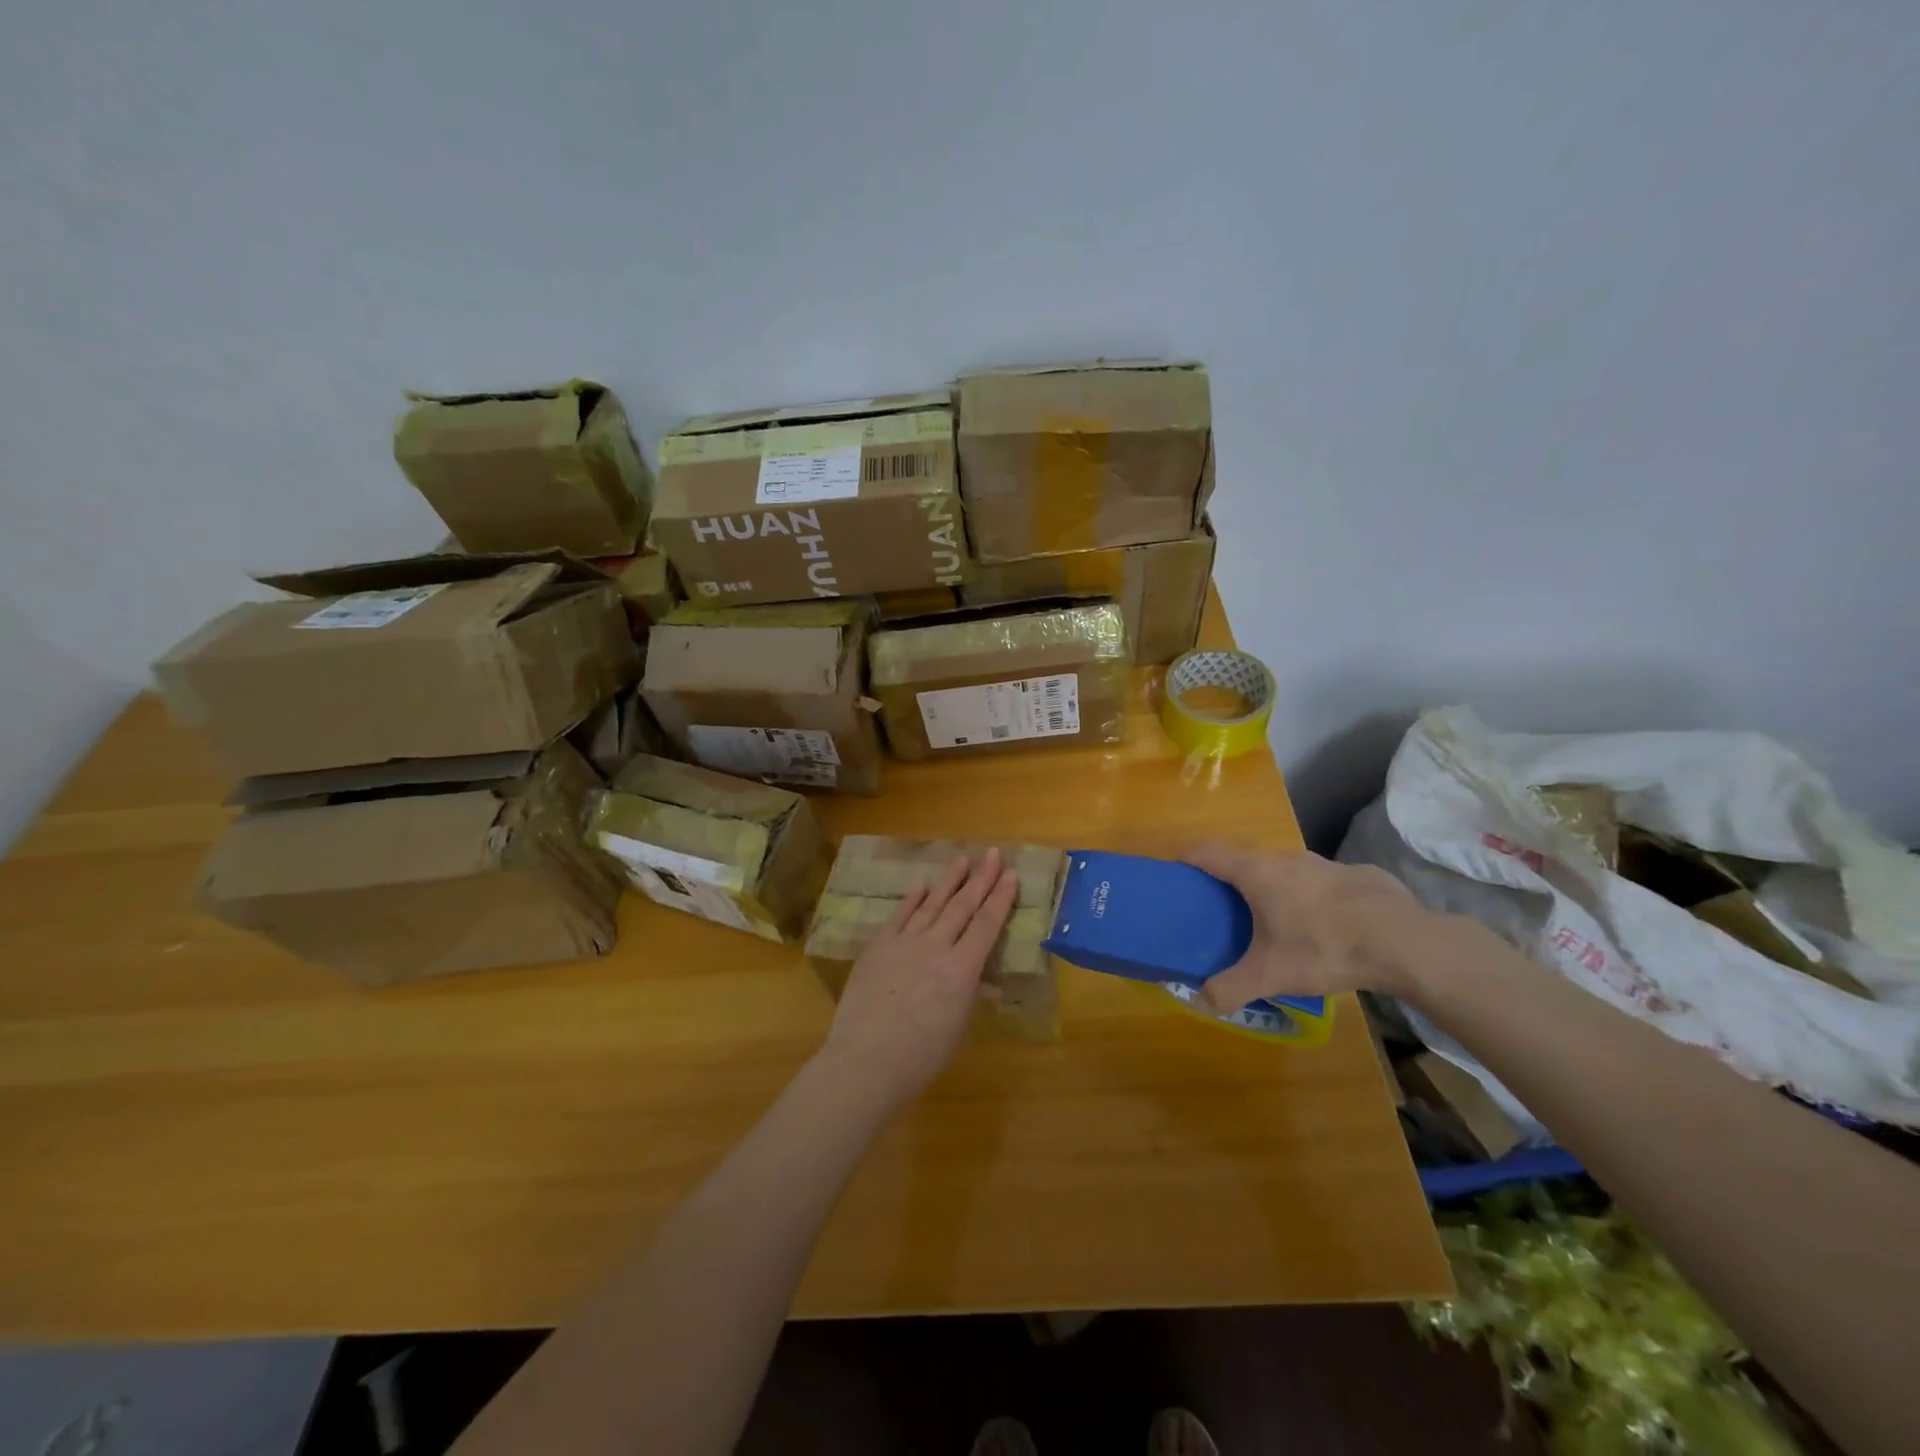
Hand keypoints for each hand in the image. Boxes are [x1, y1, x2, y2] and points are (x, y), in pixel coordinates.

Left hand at [822, 848, 1019, 1109]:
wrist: (866, 1061)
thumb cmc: (921, 1057)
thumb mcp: (957, 1027)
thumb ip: (968, 994)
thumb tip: (977, 977)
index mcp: (962, 969)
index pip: (987, 924)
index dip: (1001, 898)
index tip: (1011, 874)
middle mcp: (936, 947)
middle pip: (963, 906)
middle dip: (981, 878)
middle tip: (993, 854)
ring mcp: (904, 943)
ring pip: (932, 904)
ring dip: (949, 881)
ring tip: (962, 860)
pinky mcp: (878, 946)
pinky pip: (899, 916)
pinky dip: (912, 899)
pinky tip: (922, 885)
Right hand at [1182, 843, 1421, 1011]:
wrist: (1403, 941)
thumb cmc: (1323, 947)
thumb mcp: (1271, 976)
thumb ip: (1231, 988)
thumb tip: (1202, 1000)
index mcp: (1257, 873)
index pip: (1208, 851)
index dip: (1188, 857)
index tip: (1178, 870)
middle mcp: (1286, 859)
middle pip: (1247, 860)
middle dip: (1234, 880)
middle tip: (1229, 911)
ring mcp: (1324, 863)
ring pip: (1288, 870)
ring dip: (1277, 889)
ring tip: (1281, 923)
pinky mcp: (1358, 874)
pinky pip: (1323, 882)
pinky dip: (1315, 898)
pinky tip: (1330, 927)